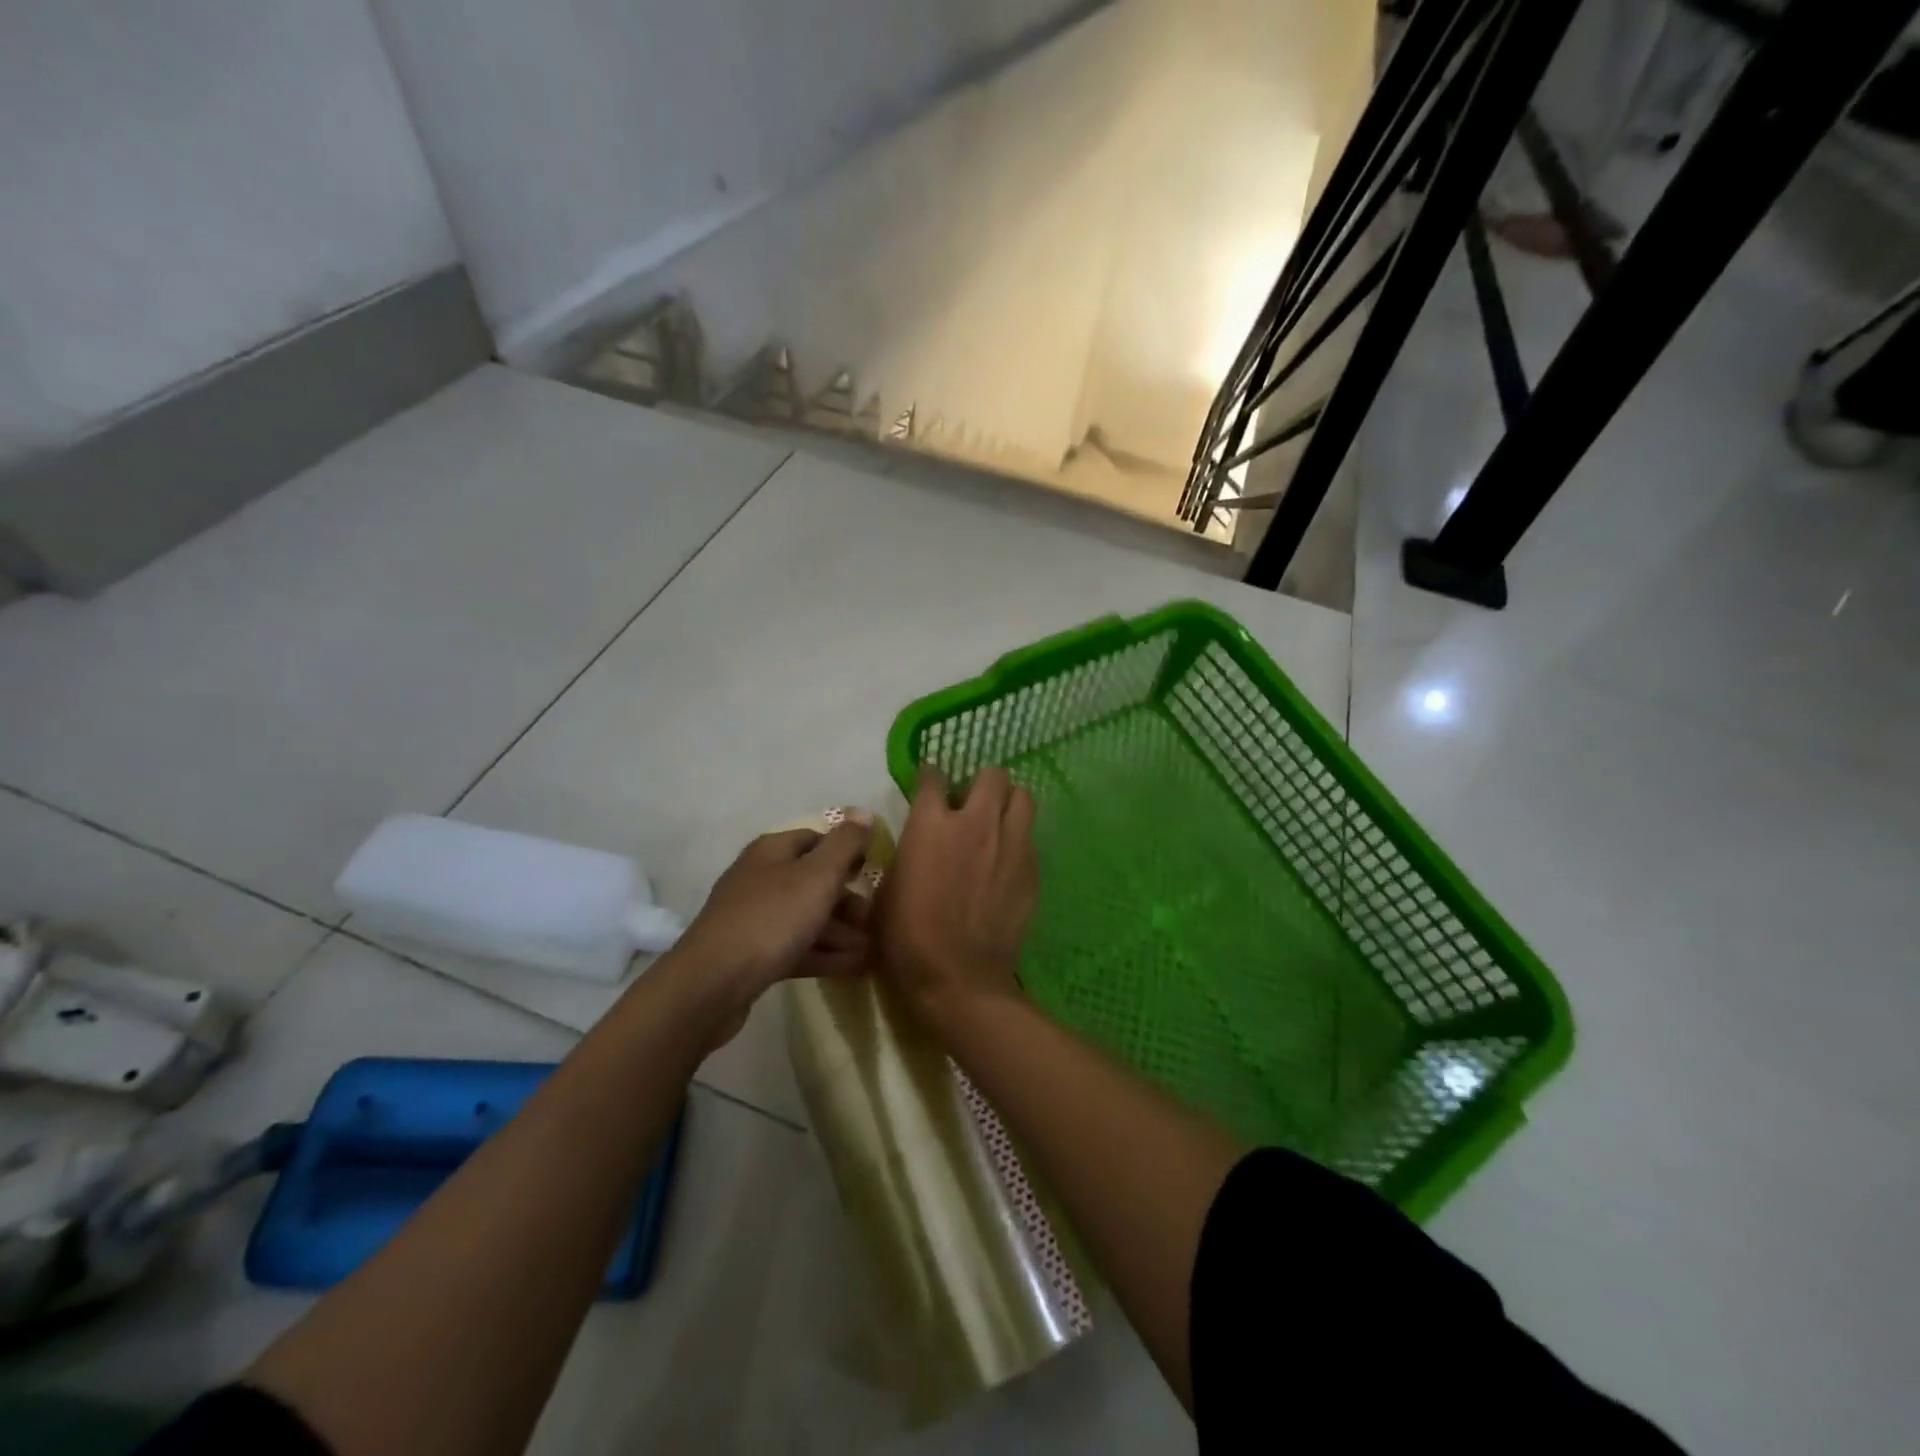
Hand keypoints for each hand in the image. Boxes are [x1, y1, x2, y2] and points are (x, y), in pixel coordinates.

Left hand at [666, 820, 873, 1034]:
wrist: (713, 983)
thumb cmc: (771, 918)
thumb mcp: (817, 875)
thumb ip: (844, 844)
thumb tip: (864, 811)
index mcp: (772, 851)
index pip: (817, 839)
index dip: (847, 852)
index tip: (874, 872)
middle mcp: (761, 878)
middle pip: (813, 881)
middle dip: (847, 899)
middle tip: (875, 919)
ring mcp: (754, 917)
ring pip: (806, 917)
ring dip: (840, 931)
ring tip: (871, 949)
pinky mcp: (752, 954)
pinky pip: (796, 947)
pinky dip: (824, 954)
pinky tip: (853, 967)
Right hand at [875, 764, 1037, 1027]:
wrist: (958, 977)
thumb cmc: (908, 936)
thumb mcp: (888, 888)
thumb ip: (907, 853)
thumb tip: (917, 843)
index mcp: (931, 824)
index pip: (933, 776)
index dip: (930, 776)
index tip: (930, 783)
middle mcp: (976, 822)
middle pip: (992, 774)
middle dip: (981, 783)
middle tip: (970, 805)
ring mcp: (1010, 844)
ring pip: (1023, 797)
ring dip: (1008, 803)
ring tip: (997, 823)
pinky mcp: (1032, 869)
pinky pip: (1030, 839)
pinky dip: (1018, 841)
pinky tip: (1007, 863)